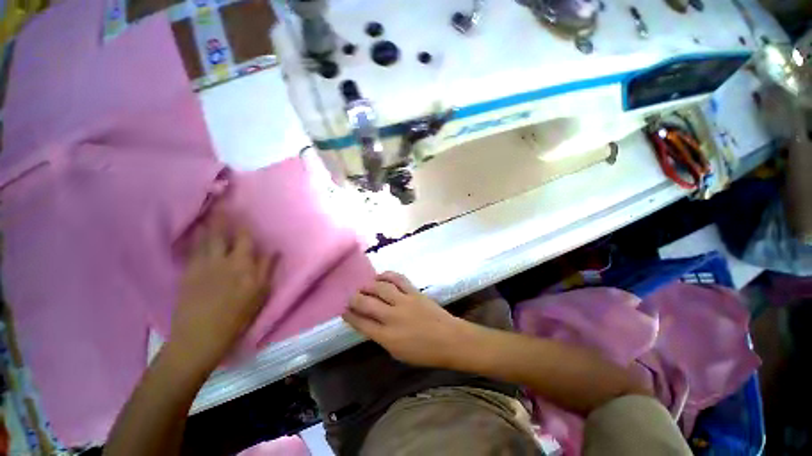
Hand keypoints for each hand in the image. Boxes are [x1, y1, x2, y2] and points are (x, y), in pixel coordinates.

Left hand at [169, 212, 275, 370]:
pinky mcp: (187, 273)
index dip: (243, 225)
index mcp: (242, 264)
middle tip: (220, 203)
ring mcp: (201, 265)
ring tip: (208, 212)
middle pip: (221, 233)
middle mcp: (222, 259)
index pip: (244, 238)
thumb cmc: (238, 315)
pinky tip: (194, 233)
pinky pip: (191, 250)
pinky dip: (193, 239)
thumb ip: (267, 269)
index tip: (243, 213)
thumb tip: (274, 251)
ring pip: (204, 239)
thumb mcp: (260, 294)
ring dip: (207, 225)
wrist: (201, 335)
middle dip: (222, 218)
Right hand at [342, 272, 473, 368]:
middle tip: (351, 297)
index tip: (344, 311)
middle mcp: (393, 317)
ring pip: (381, 288)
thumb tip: (371, 324)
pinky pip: (398, 279)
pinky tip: (381, 276)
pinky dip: (387, 275)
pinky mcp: (414, 292)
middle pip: (367, 303)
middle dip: (355, 299)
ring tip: (364, 286)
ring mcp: (404, 301)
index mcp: (387, 337)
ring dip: (369, 285)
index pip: (362, 324)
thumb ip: (382, 337)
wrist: (450, 340)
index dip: (350, 316)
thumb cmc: (425, 352)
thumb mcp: (398, 353)